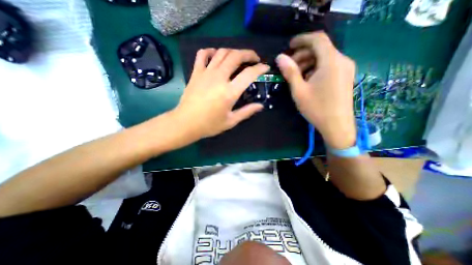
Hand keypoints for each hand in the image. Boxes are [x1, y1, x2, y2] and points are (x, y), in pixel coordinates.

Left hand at [173, 47, 268, 139]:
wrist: (186, 123)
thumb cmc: (209, 125)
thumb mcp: (231, 121)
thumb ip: (247, 112)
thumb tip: (260, 106)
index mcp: (229, 92)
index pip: (249, 74)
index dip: (260, 68)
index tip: (265, 68)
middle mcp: (219, 78)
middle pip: (236, 56)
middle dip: (248, 54)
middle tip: (254, 59)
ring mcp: (206, 73)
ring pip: (222, 52)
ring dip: (233, 51)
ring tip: (238, 58)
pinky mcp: (196, 73)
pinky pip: (203, 54)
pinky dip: (211, 51)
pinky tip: (216, 55)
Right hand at [276, 31, 355, 148]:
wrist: (337, 125)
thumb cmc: (316, 108)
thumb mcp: (299, 90)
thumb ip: (290, 72)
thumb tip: (280, 58)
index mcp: (331, 62)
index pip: (318, 39)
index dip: (302, 39)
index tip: (289, 46)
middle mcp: (342, 60)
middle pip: (320, 48)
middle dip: (303, 54)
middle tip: (289, 67)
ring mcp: (346, 68)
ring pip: (324, 57)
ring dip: (308, 62)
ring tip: (296, 75)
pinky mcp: (345, 76)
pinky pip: (329, 65)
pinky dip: (316, 68)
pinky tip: (307, 80)